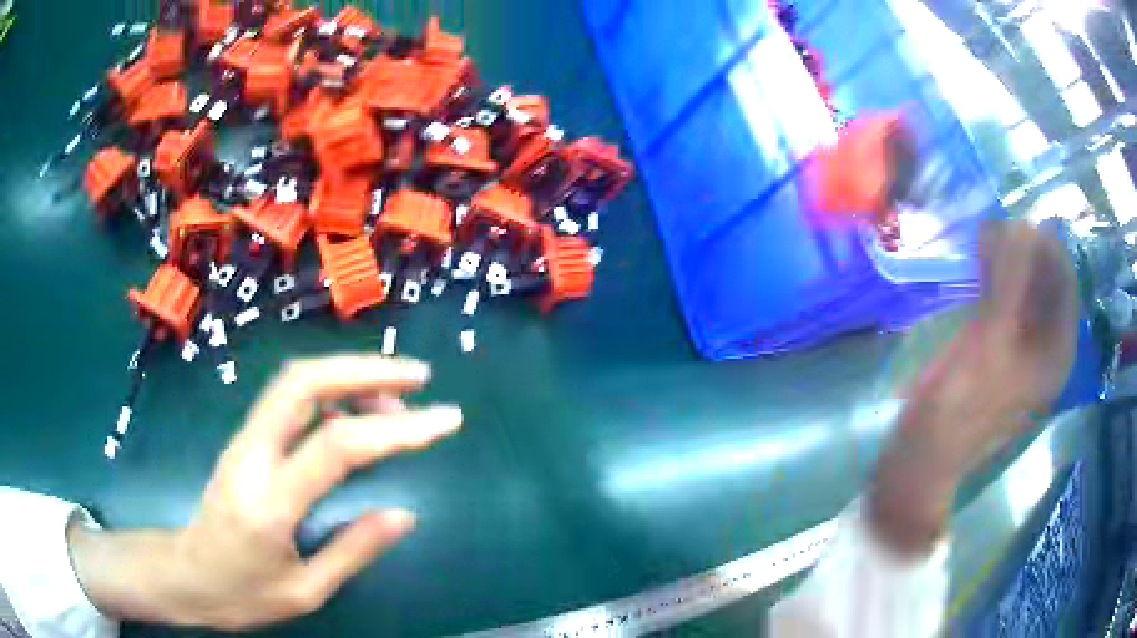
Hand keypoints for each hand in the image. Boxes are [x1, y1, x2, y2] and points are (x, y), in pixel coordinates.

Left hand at [70, 355, 462, 629]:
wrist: (186, 574)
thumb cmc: (243, 593)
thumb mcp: (305, 591)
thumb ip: (353, 550)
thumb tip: (404, 515)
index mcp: (269, 502)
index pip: (337, 447)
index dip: (396, 429)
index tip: (445, 421)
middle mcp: (252, 455)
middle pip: (303, 382)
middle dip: (365, 369)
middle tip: (418, 376)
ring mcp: (243, 440)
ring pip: (294, 381)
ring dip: (348, 374)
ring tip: (396, 397)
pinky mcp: (245, 439)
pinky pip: (289, 399)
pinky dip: (329, 391)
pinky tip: (354, 412)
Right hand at [870, 221, 1077, 554]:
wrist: (925, 452)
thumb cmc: (963, 400)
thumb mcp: (992, 335)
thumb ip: (1012, 277)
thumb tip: (1023, 222)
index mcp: (1057, 350)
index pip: (1063, 278)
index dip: (1043, 244)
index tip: (1012, 220)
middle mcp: (1048, 348)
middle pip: (1046, 283)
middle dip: (1023, 252)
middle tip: (991, 230)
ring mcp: (1025, 352)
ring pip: (1026, 291)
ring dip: (1008, 263)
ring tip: (981, 243)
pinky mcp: (1003, 352)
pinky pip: (1009, 304)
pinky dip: (997, 281)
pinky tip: (978, 268)